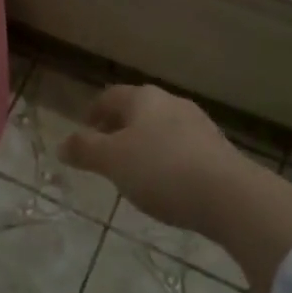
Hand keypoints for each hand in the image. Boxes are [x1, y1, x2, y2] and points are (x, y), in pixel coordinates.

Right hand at [61, 82, 291, 292]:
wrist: (230, 195)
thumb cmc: (161, 170)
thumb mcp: (113, 162)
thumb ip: (85, 150)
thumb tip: (61, 143)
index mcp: (143, 98)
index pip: (110, 96)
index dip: (94, 112)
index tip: (85, 132)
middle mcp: (171, 102)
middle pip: (137, 110)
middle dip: (119, 128)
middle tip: (106, 153)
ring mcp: (198, 123)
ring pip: (161, 128)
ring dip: (145, 144)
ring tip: (135, 172)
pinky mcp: (218, 148)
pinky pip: (182, 147)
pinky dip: (168, 159)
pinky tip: (167, 183)